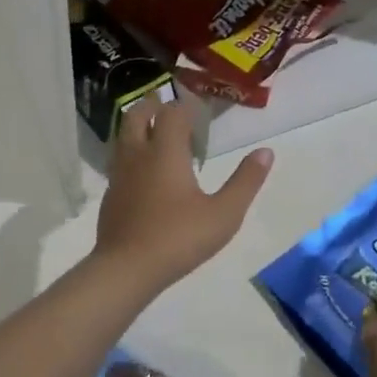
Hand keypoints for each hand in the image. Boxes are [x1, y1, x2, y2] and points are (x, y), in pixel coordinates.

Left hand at [93, 97, 271, 292]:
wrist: (126, 269)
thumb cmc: (178, 237)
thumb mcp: (224, 214)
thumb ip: (245, 181)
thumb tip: (266, 152)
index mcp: (165, 151)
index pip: (171, 113)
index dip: (185, 106)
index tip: (199, 110)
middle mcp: (138, 154)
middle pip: (137, 114)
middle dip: (154, 107)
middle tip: (172, 112)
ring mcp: (119, 174)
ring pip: (123, 136)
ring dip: (139, 128)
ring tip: (158, 136)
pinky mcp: (110, 195)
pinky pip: (119, 161)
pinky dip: (132, 154)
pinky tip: (144, 172)